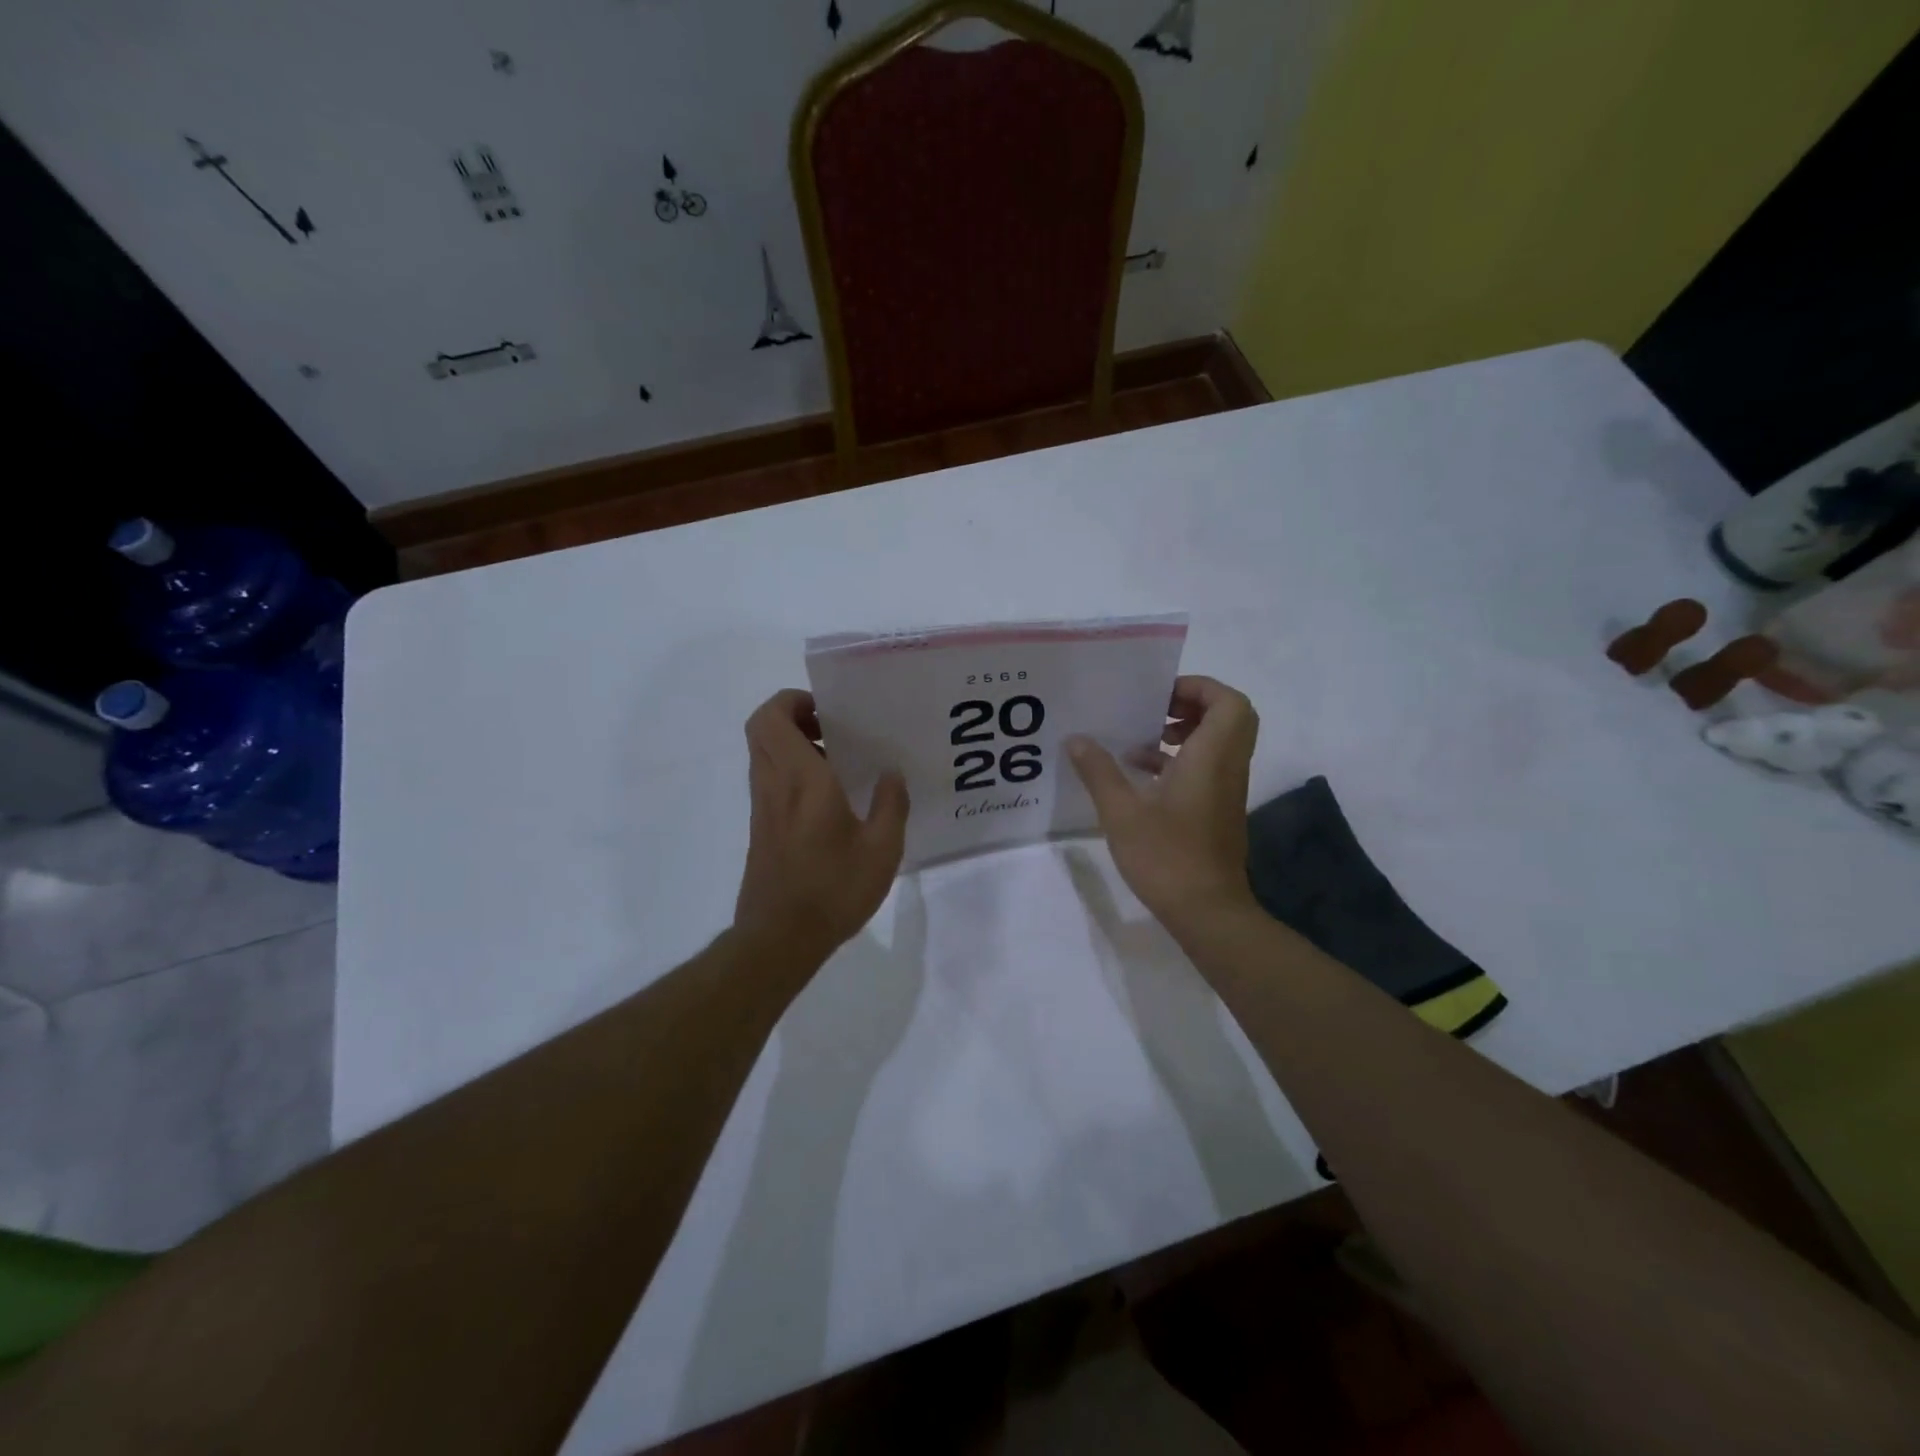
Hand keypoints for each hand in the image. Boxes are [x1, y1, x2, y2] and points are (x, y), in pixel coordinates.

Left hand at [734, 690, 908, 961]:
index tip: (829, 712)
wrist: (779, 938)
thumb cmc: (832, 889)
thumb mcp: (881, 850)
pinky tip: (831, 800)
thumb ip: (890, 805)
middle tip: (834, 731)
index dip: (793, 701)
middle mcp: (774, 786)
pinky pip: (771, 782)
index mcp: (801, 780)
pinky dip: (794, 773)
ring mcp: (763, 808)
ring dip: (794, 746)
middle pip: (762, 730)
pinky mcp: (761, 830)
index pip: (772, 718)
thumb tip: (891, 774)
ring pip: (765, 755)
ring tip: (839, 763)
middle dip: (794, 717)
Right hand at [1067, 676, 1259, 928]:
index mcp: (1211, 758)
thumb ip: (1099, 772)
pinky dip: (1181, 759)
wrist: (1207, 911)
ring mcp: (1226, 790)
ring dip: (1184, 732)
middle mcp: (1226, 767)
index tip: (1159, 695)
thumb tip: (1076, 739)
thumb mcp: (1121, 813)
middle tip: (1153, 710)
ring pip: (1218, 742)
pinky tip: (1141, 775)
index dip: (1198, 688)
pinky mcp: (1219, 809)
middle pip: (1228, 717)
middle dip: (1192, 706)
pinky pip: (1208, 766)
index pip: (1228, 702)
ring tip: (1139, 740)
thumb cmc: (1167, 857)